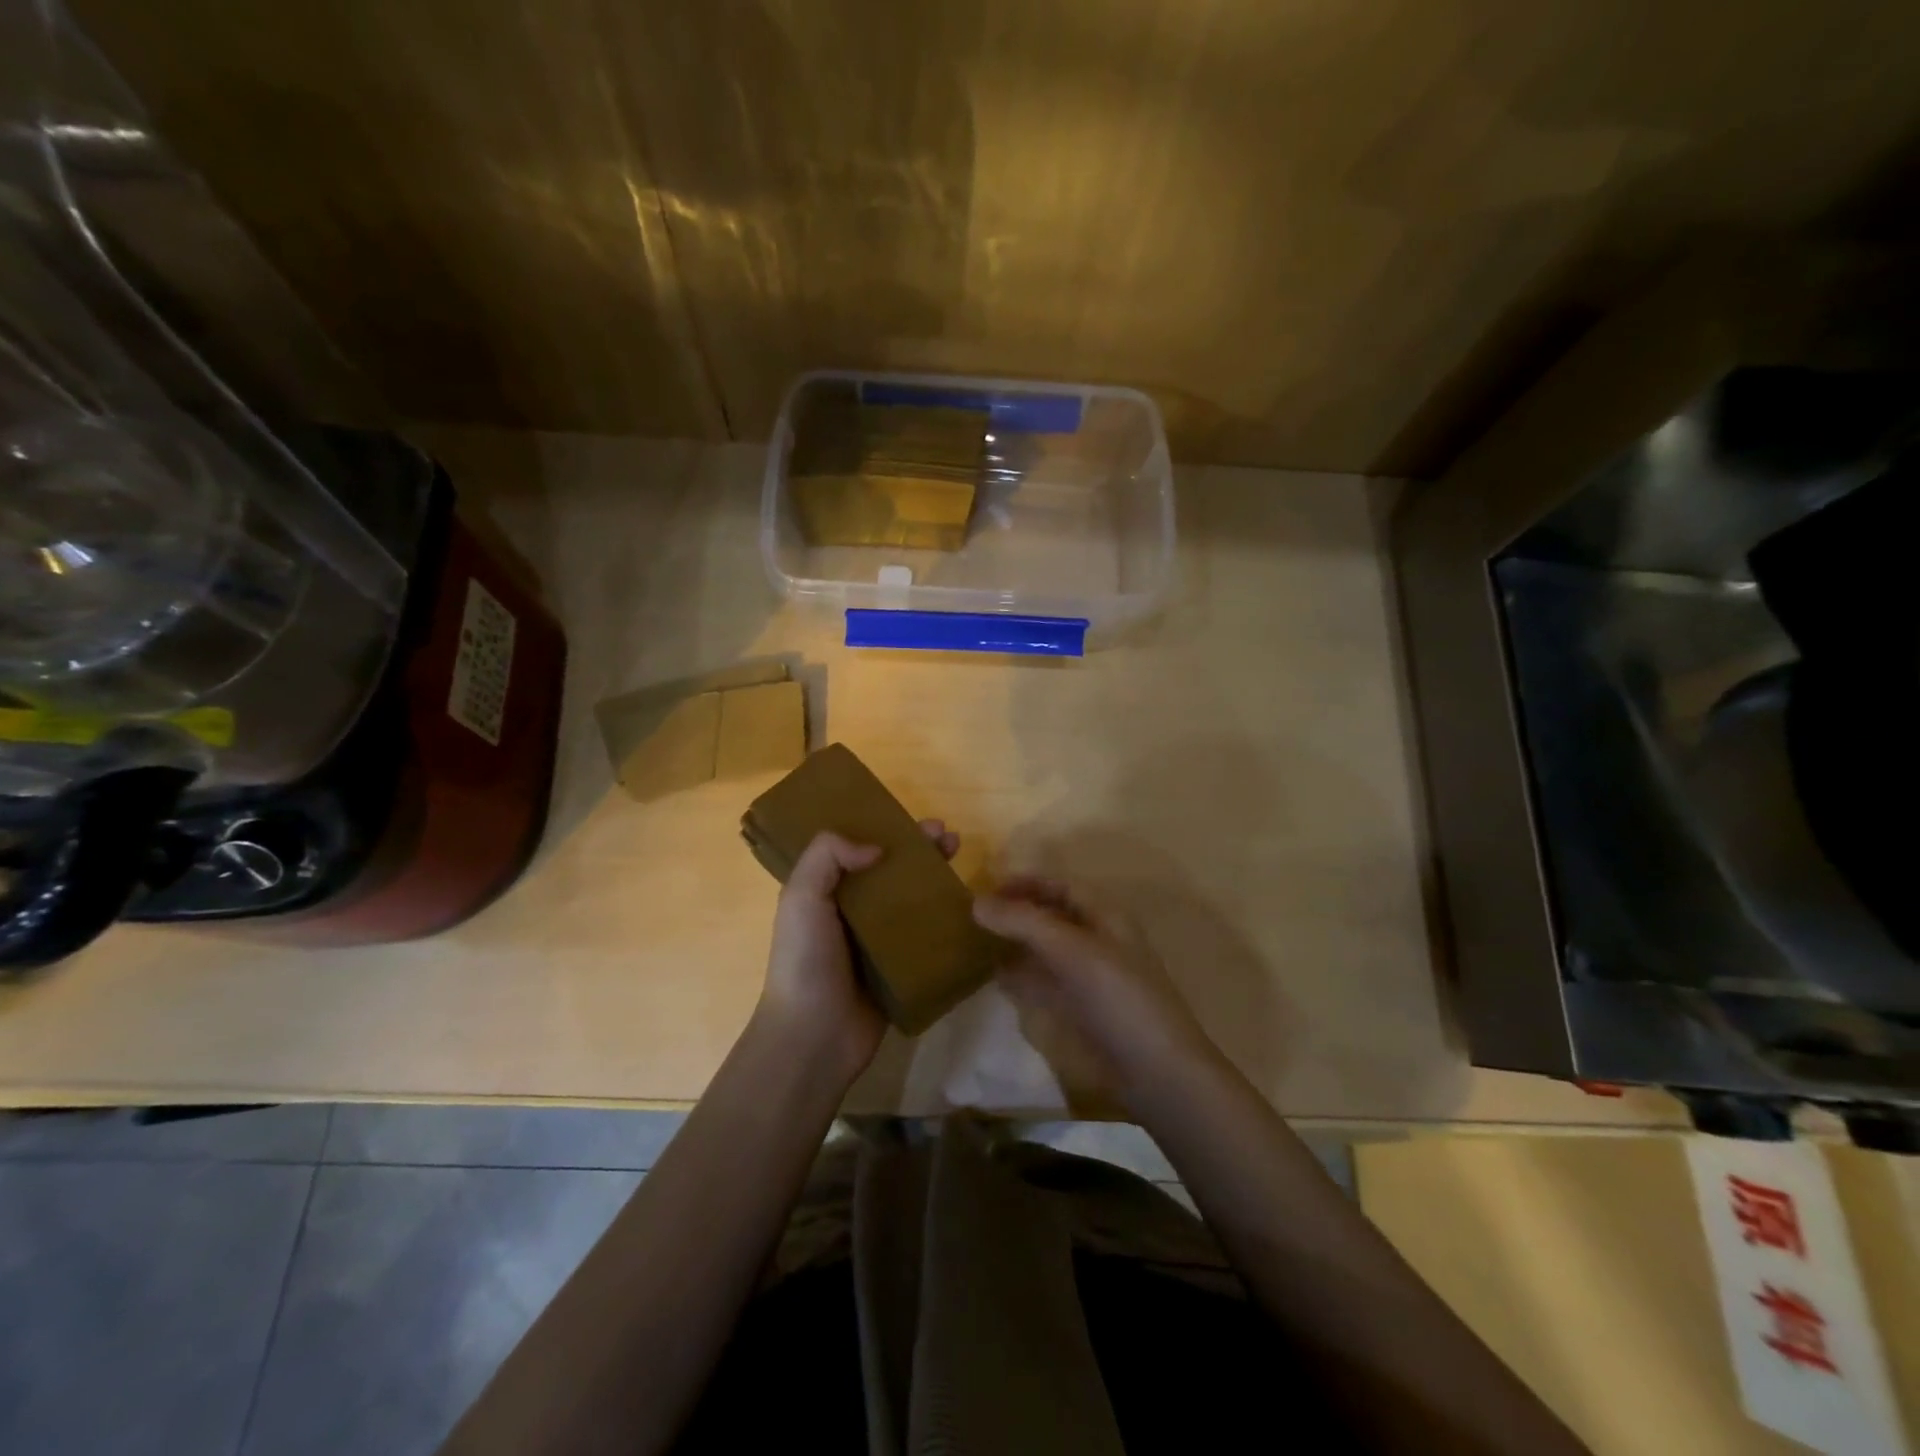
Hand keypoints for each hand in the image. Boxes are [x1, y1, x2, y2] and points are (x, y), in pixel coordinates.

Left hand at [756, 820, 959, 1081]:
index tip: (916, 822)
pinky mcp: (900, 968)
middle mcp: (851, 911)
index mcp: (824, 891)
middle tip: (948, 837)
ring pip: (911, 900)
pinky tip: (966, 906)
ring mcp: (878, 941)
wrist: (814, 1036)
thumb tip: (876, 848)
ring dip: (935, 878)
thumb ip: (827, 857)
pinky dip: (943, 919)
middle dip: (919, 850)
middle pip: (891, 871)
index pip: (857, 849)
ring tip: (960, 859)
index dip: (886, 830)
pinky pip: (925, 936)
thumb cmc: (805, 961)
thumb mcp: (801, 897)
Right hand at [973, 877, 1222, 1109]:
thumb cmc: (1118, 998)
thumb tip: (975, 902)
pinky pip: (1046, 983)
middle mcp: (1097, 940)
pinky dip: (1022, 977)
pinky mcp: (1082, 1010)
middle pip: (1052, 916)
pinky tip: (996, 979)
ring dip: (1016, 944)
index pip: (1061, 886)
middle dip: (1016, 912)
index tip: (984, 889)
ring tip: (975, 943)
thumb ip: (1024, 922)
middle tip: (973, 917)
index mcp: (1105, 916)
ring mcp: (1090, 977)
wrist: (1156, 1072)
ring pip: (1047, 949)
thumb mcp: (1070, 950)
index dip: (1025, 883)